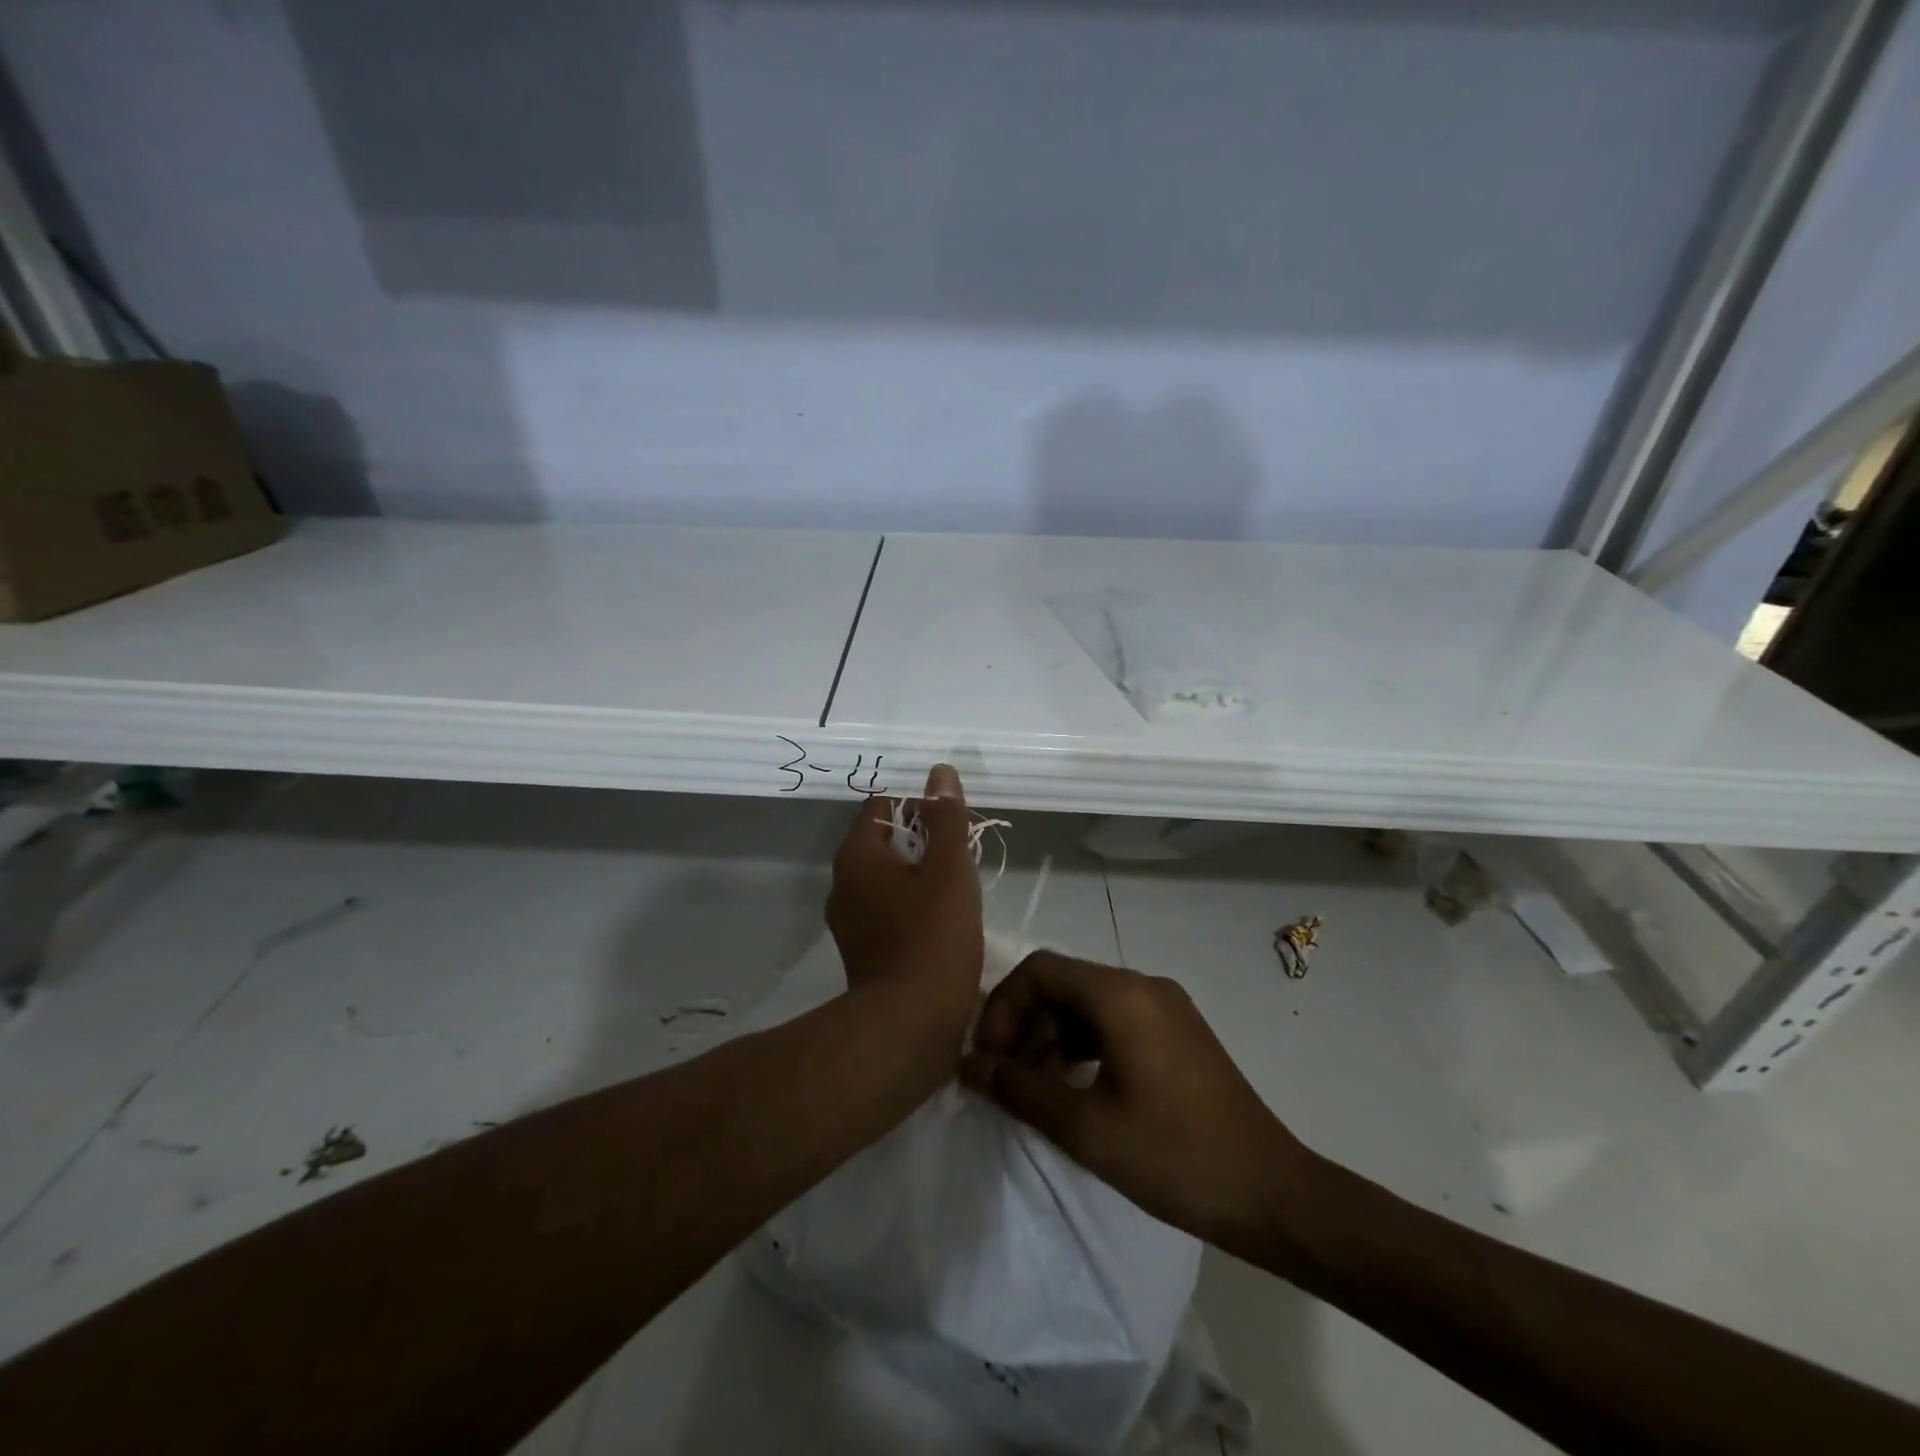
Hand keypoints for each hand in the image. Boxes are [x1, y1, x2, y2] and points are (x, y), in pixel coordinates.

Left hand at [826, 764, 983, 1037]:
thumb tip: (940, 772)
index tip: (953, 827)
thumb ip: (946, 817)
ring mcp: (850, 921)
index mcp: (856, 856)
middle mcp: (843, 883)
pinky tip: (945, 925)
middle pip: (886, 842)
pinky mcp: (863, 952)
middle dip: (926, 843)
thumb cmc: (933, 936)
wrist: (910, 1025)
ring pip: (890, 879)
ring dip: (923, 877)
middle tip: (962, 860)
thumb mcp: (949, 868)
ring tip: (960, 892)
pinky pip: (890, 911)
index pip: (883, 806)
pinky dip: (915, 908)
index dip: (920, 807)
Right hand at [961, 951, 1314, 1264]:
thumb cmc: (1174, 1156)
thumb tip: (970, 1065)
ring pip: (1088, 1004)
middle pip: (1063, 984)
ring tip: (1034, 1090)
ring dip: (1052, 1037)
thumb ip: (1020, 1089)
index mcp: (1120, 994)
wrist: (1272, 1193)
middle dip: (1024, 1025)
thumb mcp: (1085, 1127)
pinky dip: (1083, 1045)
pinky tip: (1073, 1088)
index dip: (1003, 1007)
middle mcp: (1142, 985)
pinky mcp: (1178, 1032)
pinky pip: (1115, 1021)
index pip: (1040, 970)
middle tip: (1003, 1078)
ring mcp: (1165, 1007)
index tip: (988, 1057)